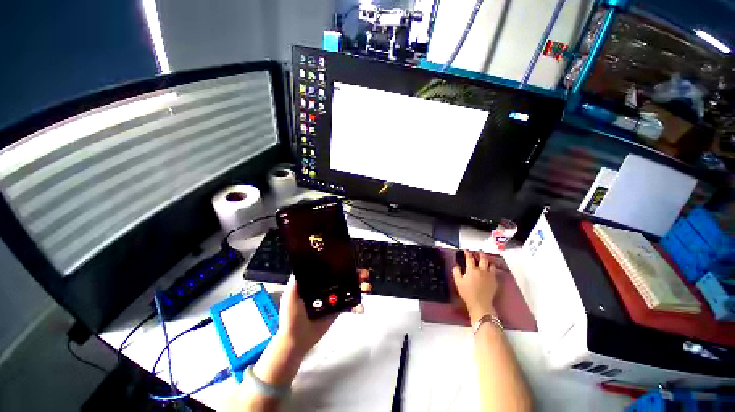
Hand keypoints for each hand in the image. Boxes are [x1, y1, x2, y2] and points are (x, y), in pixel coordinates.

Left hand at [277, 269, 370, 356]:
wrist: (296, 340)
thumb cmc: (291, 316)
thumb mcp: (290, 296)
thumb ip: (295, 281)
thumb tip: (302, 263)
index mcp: (317, 281)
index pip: (332, 269)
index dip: (342, 265)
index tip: (351, 263)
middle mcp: (327, 287)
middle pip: (344, 277)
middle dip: (356, 274)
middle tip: (363, 274)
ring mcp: (334, 299)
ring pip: (350, 289)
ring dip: (360, 286)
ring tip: (366, 287)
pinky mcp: (338, 310)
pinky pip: (350, 305)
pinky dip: (357, 305)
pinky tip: (360, 309)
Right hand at [452, 250, 498, 323]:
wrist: (480, 303)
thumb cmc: (467, 293)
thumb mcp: (458, 282)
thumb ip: (456, 272)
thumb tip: (456, 266)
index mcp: (472, 270)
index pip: (470, 258)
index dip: (468, 253)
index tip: (466, 250)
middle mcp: (482, 271)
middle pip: (483, 259)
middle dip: (481, 254)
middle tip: (479, 251)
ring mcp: (489, 276)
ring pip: (490, 265)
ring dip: (488, 261)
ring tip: (486, 260)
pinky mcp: (495, 281)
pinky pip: (495, 272)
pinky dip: (492, 268)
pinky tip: (491, 269)